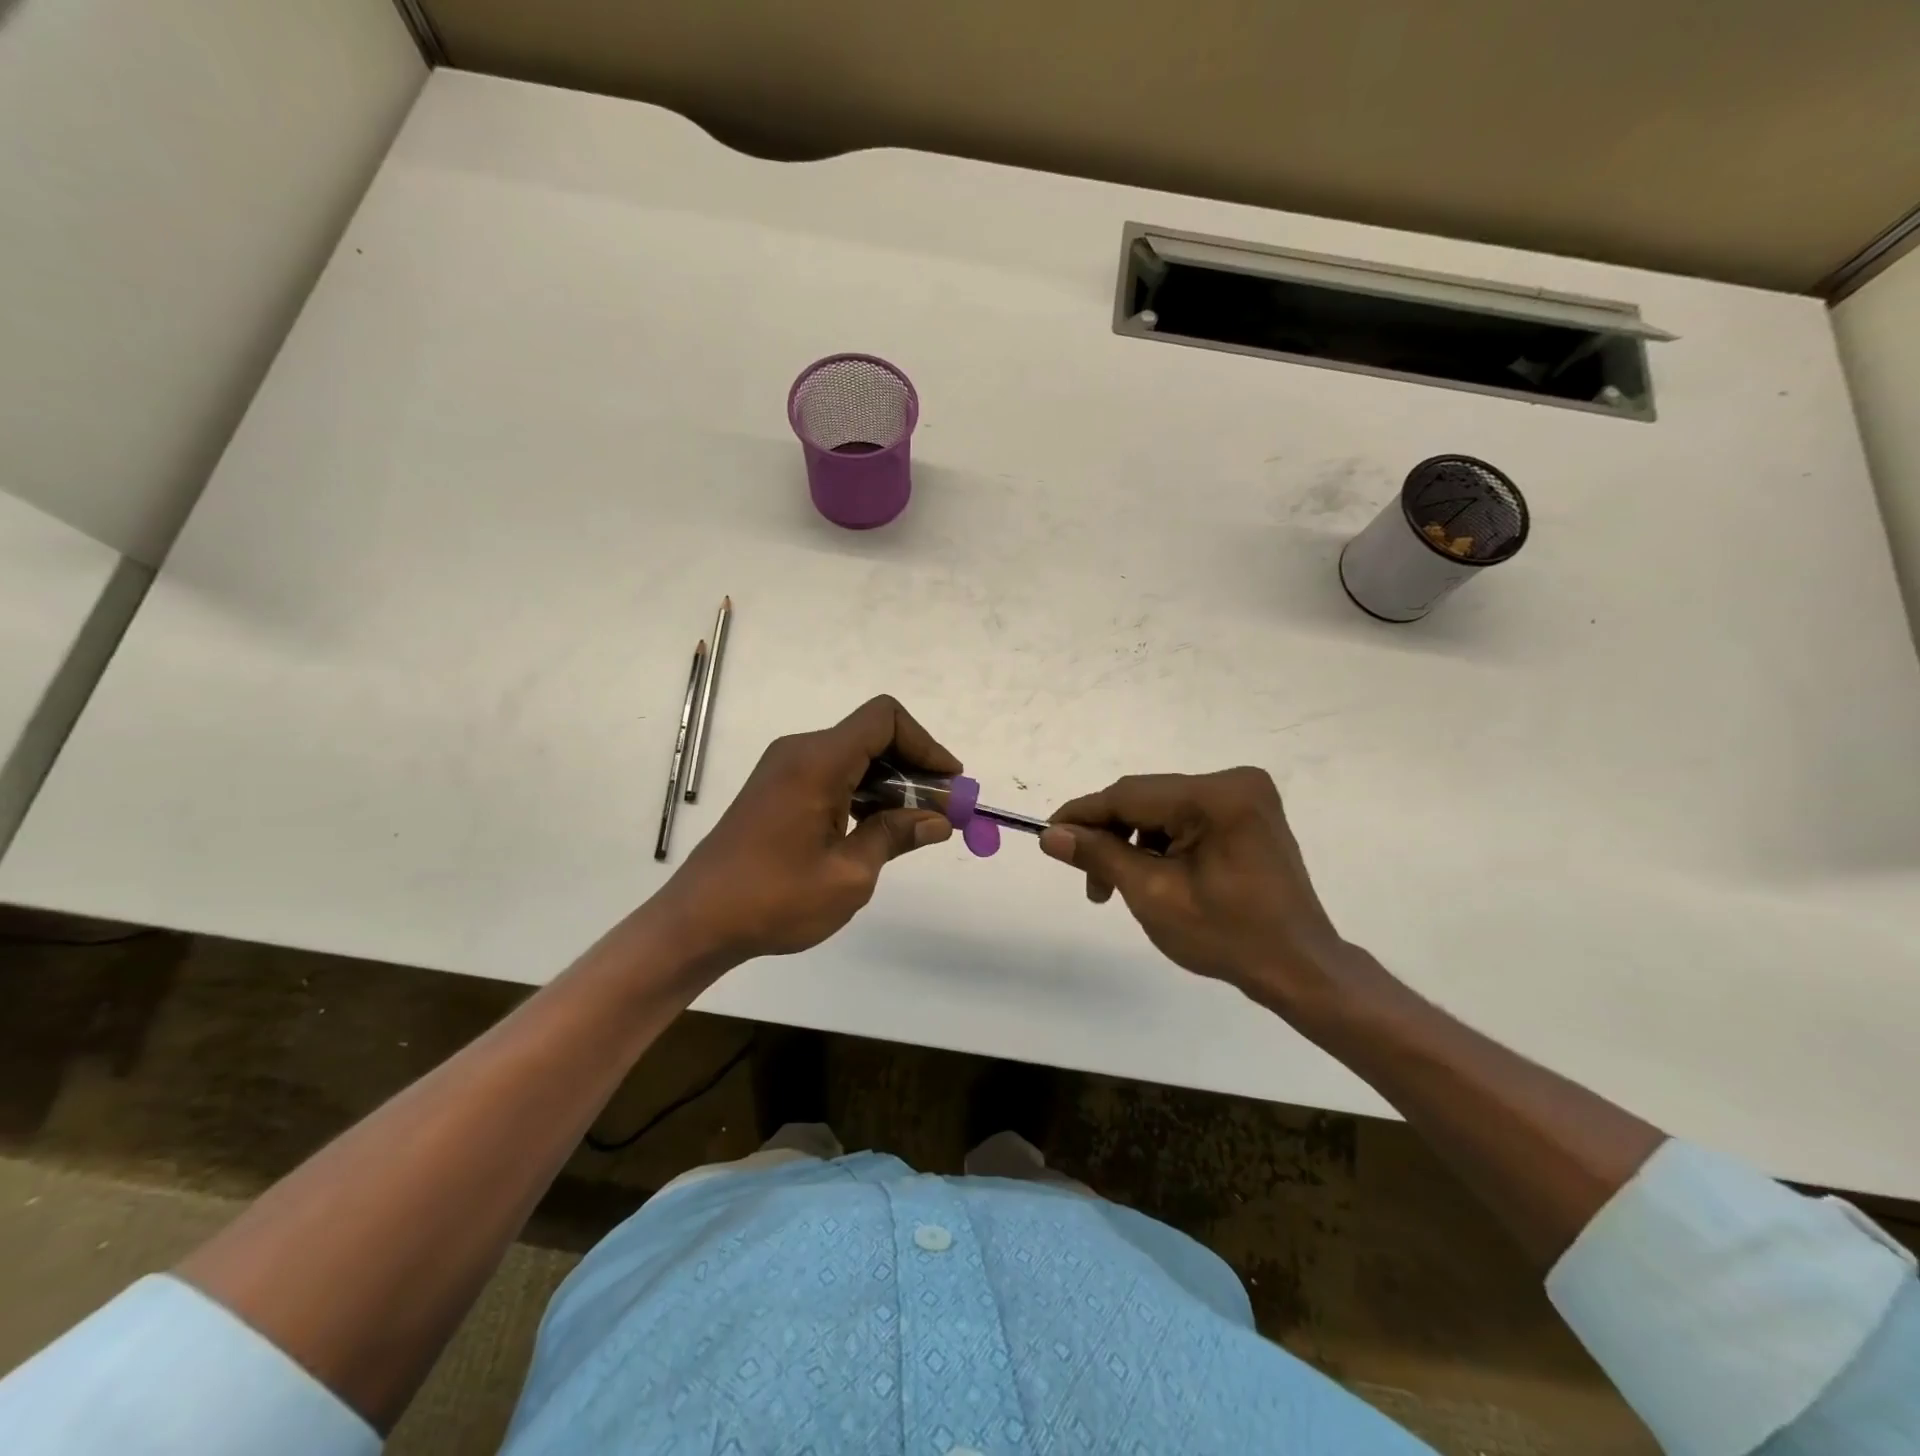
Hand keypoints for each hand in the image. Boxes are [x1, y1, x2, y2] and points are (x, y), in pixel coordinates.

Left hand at [658, 696, 958, 969]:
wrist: (697, 922)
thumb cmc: (775, 899)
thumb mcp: (850, 874)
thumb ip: (896, 836)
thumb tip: (937, 821)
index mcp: (817, 761)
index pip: (885, 719)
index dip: (926, 744)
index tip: (949, 783)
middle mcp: (800, 752)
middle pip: (872, 737)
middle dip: (914, 769)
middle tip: (942, 812)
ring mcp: (784, 770)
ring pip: (854, 757)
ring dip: (890, 784)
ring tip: (916, 827)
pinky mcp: (777, 790)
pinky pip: (832, 775)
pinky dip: (863, 793)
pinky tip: (877, 829)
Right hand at [1039, 768, 1357, 1011]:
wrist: (1300, 968)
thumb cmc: (1228, 937)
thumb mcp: (1153, 895)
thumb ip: (1099, 855)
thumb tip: (1052, 835)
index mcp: (1216, 797)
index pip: (1130, 795)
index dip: (1083, 814)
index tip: (1047, 835)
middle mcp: (1234, 782)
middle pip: (1146, 800)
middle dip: (1110, 836)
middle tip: (1089, 881)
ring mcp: (1245, 796)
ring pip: (1162, 810)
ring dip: (1133, 843)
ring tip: (1119, 887)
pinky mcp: (1247, 813)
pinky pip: (1185, 818)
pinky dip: (1161, 843)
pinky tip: (1152, 875)